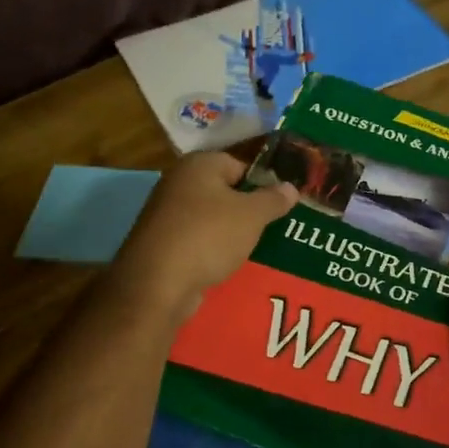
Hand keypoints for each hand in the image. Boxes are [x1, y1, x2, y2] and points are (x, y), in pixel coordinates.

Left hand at [108, 152, 296, 324]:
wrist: (157, 283)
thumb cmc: (208, 236)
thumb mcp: (252, 215)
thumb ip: (274, 199)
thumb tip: (291, 187)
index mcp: (199, 164)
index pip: (241, 164)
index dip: (264, 183)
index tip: (282, 204)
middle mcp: (179, 182)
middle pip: (226, 191)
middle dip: (249, 209)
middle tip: (274, 226)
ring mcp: (167, 213)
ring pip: (212, 217)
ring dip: (233, 231)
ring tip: (256, 247)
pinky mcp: (163, 242)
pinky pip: (198, 239)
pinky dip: (214, 249)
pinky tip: (229, 263)